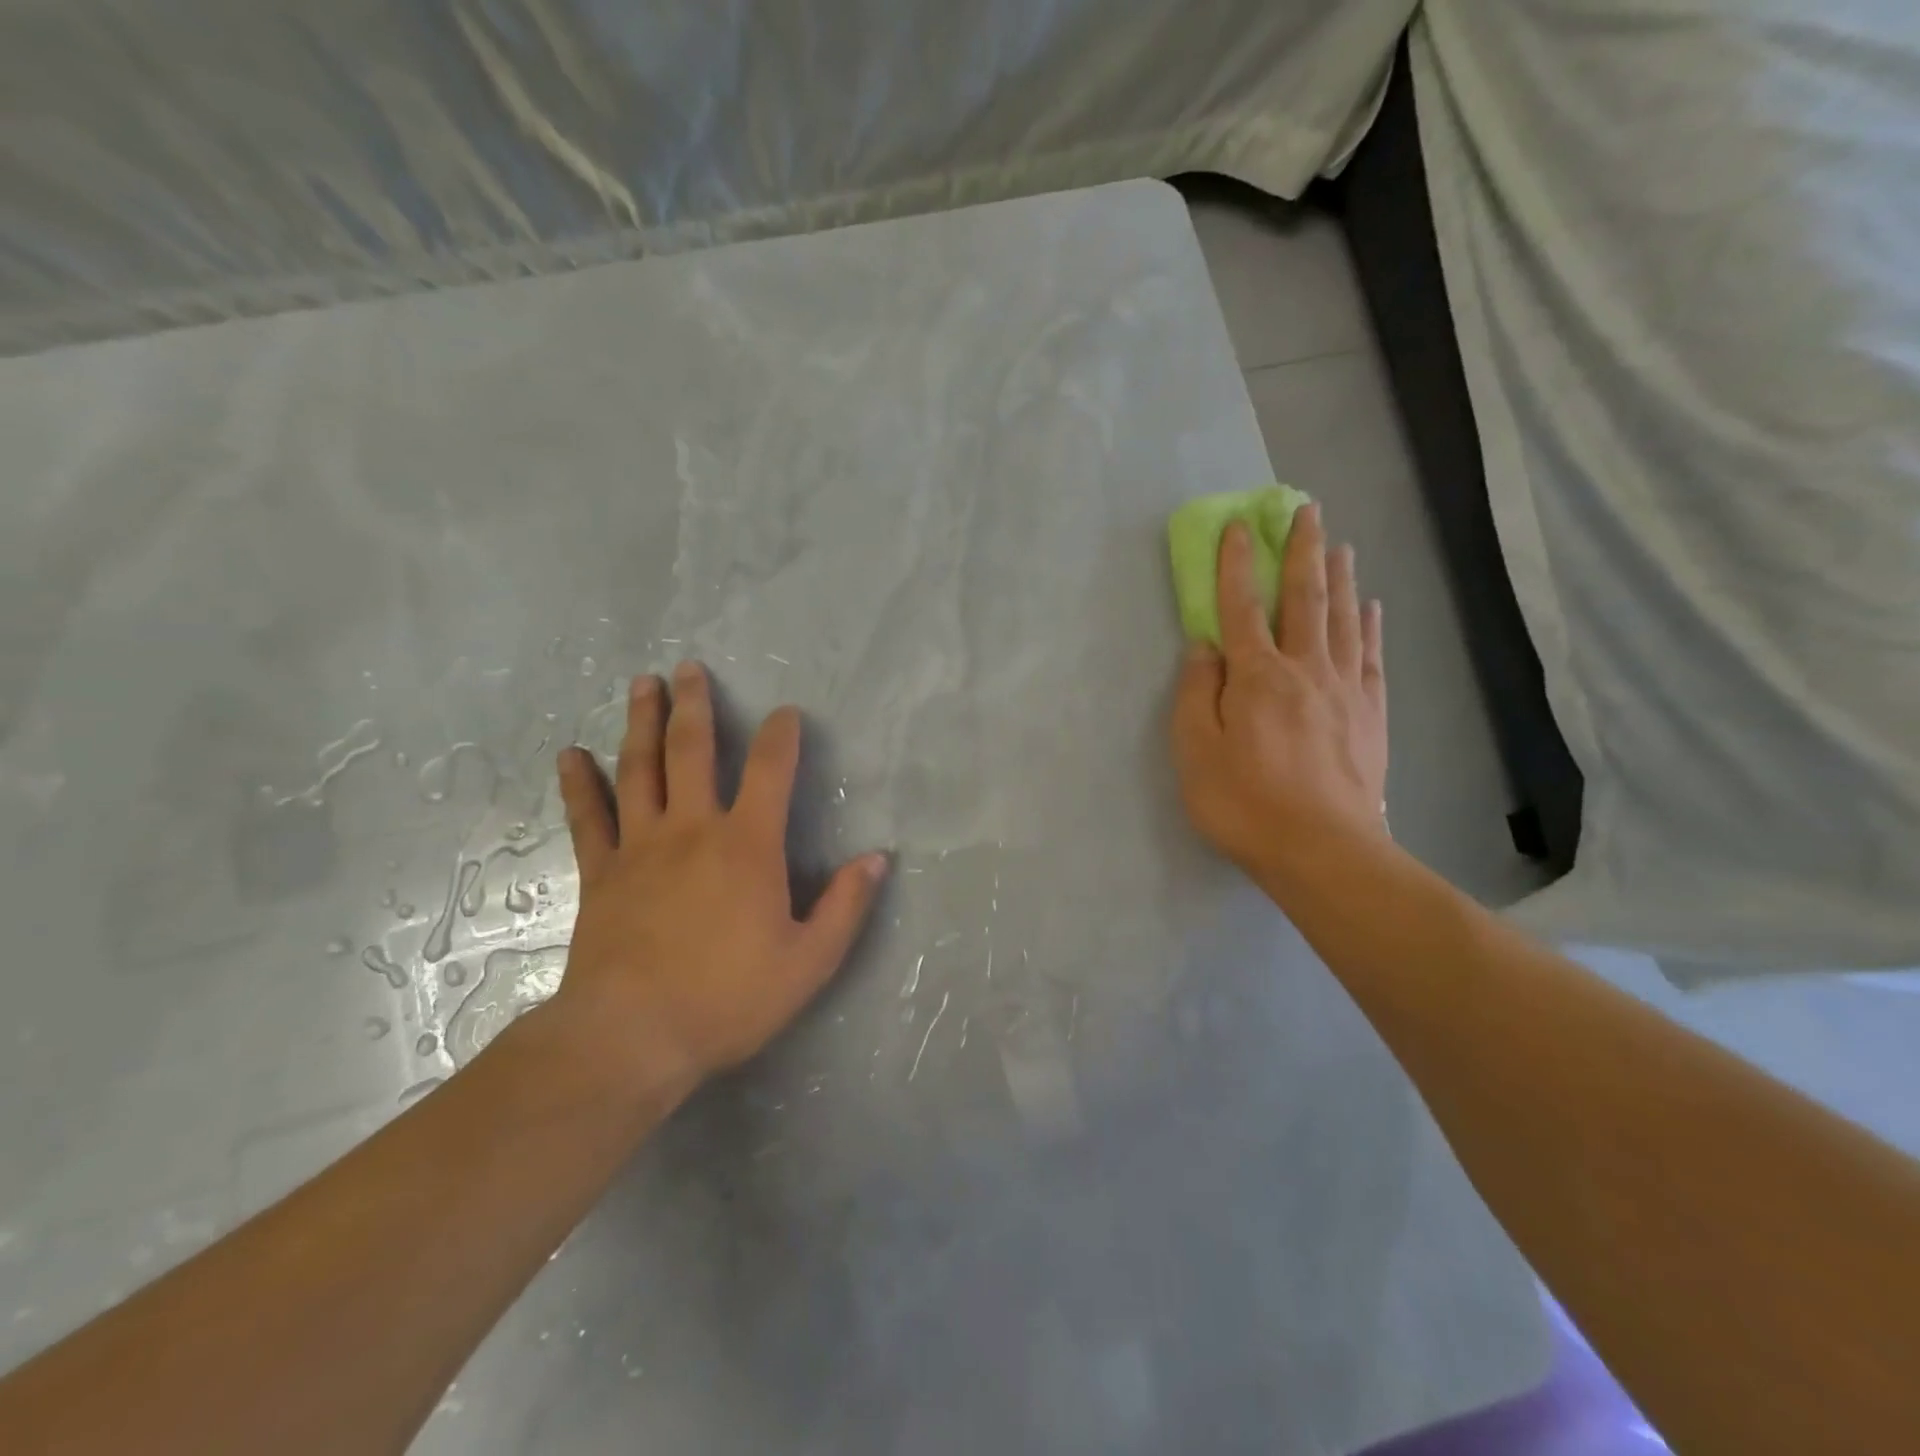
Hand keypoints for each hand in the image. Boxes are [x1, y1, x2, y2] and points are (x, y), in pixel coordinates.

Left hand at [549, 662, 887, 1095]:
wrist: (632, 1037)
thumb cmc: (729, 998)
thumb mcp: (810, 961)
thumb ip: (846, 905)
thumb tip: (877, 859)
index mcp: (748, 845)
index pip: (771, 771)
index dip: (781, 736)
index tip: (786, 712)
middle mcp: (693, 829)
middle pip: (692, 751)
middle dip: (695, 706)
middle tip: (689, 668)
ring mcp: (640, 846)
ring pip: (639, 769)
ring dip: (641, 722)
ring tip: (643, 684)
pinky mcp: (600, 872)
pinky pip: (588, 817)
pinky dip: (580, 783)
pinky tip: (571, 754)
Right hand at [1171, 503, 1387, 881]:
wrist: (1322, 850)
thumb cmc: (1244, 803)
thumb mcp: (1195, 752)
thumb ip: (1196, 694)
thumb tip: (1204, 646)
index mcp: (1257, 676)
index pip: (1241, 607)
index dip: (1237, 565)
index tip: (1240, 526)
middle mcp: (1304, 668)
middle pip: (1305, 597)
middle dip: (1302, 550)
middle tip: (1308, 510)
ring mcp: (1344, 689)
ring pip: (1342, 618)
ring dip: (1338, 576)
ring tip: (1339, 543)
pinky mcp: (1370, 713)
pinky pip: (1370, 655)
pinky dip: (1368, 625)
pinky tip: (1369, 606)